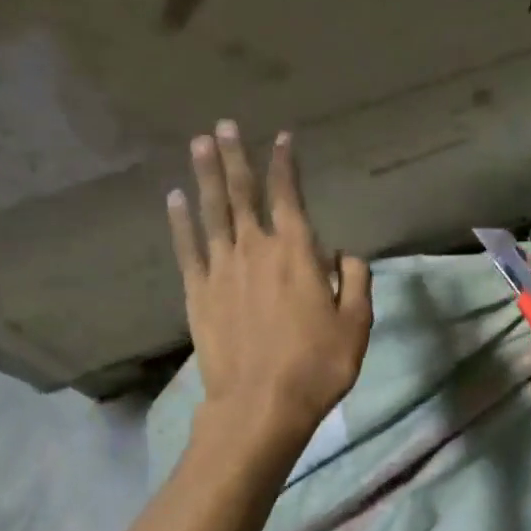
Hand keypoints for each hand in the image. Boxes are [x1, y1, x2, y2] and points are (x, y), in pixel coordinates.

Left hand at [167, 121, 372, 445]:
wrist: (261, 404)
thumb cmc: (317, 365)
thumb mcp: (356, 324)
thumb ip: (354, 280)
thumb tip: (344, 254)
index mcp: (297, 252)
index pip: (289, 195)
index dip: (286, 164)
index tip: (282, 138)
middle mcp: (256, 249)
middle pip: (243, 193)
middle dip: (235, 156)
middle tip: (223, 126)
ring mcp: (221, 269)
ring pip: (212, 211)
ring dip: (206, 176)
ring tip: (198, 144)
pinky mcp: (198, 293)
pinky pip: (187, 248)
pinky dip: (180, 221)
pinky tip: (174, 199)